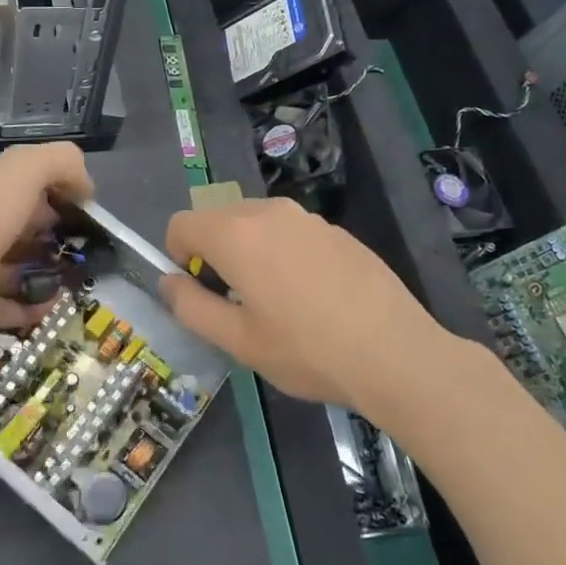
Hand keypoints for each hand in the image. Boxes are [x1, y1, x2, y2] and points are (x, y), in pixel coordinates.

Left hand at [0, 142, 94, 347]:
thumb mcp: (22, 171)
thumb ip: (59, 163)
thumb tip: (85, 185)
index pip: (29, 185)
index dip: (62, 193)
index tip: (91, 212)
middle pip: (25, 227)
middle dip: (58, 235)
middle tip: (92, 250)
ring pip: (18, 268)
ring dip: (48, 273)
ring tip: (80, 280)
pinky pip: (9, 307)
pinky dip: (32, 308)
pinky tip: (55, 308)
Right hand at [158, 197, 448, 411]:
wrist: (396, 353)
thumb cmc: (307, 350)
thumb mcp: (237, 341)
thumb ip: (191, 306)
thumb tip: (169, 281)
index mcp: (235, 233)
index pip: (181, 224)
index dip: (178, 258)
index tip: (202, 293)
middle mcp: (268, 211)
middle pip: (218, 220)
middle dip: (214, 254)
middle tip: (239, 304)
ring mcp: (307, 217)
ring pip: (255, 224)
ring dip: (250, 252)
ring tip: (278, 303)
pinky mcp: (336, 230)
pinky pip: (290, 232)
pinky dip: (284, 253)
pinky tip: (314, 298)